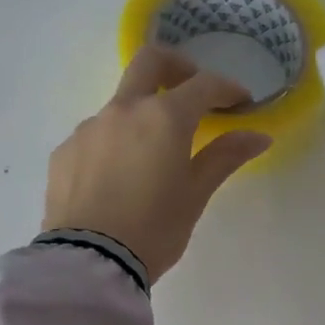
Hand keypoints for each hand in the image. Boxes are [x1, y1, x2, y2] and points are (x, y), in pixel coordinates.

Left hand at [44, 46, 271, 281]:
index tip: (241, 103)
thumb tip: (259, 136)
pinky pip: (96, 134)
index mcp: (163, 117)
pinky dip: (115, 142)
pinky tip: (118, 178)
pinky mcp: (65, 151)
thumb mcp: (195, 195)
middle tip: (193, 91)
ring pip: (121, 103)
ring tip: (152, 155)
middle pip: (151, 61)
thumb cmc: (154, 229)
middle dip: (178, 66)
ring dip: (142, 114)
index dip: (227, 89)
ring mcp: (88, 127)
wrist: (89, 263)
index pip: (203, 85)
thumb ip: (225, 157)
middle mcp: (123, 110)